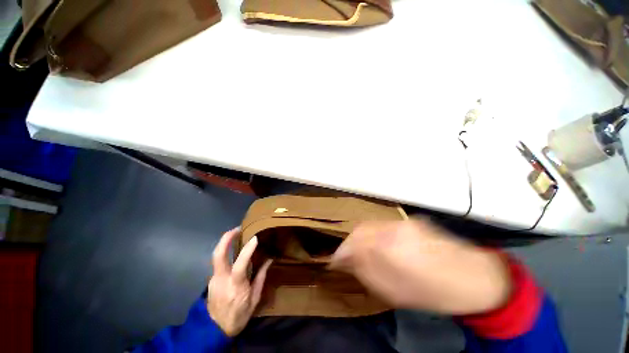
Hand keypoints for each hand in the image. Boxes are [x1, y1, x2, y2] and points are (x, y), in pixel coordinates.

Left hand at [207, 227, 271, 336]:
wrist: (214, 330)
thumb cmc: (239, 315)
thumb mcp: (254, 299)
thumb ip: (261, 277)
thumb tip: (269, 259)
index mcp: (235, 286)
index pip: (240, 265)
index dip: (247, 250)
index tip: (255, 238)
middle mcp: (221, 279)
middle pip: (218, 255)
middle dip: (226, 239)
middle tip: (237, 228)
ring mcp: (213, 279)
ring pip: (217, 256)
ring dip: (225, 243)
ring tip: (237, 235)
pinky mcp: (211, 279)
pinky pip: (219, 262)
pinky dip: (226, 253)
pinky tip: (234, 252)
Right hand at [330, 219, 510, 314]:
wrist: (476, 277)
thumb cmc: (435, 292)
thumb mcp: (396, 292)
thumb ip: (366, 272)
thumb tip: (345, 262)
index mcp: (391, 247)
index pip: (354, 243)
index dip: (341, 252)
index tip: (333, 261)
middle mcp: (394, 228)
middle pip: (360, 229)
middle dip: (349, 243)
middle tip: (344, 257)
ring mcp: (403, 221)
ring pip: (370, 225)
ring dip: (360, 238)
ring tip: (358, 252)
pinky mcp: (410, 221)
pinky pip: (382, 225)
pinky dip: (373, 234)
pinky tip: (376, 245)